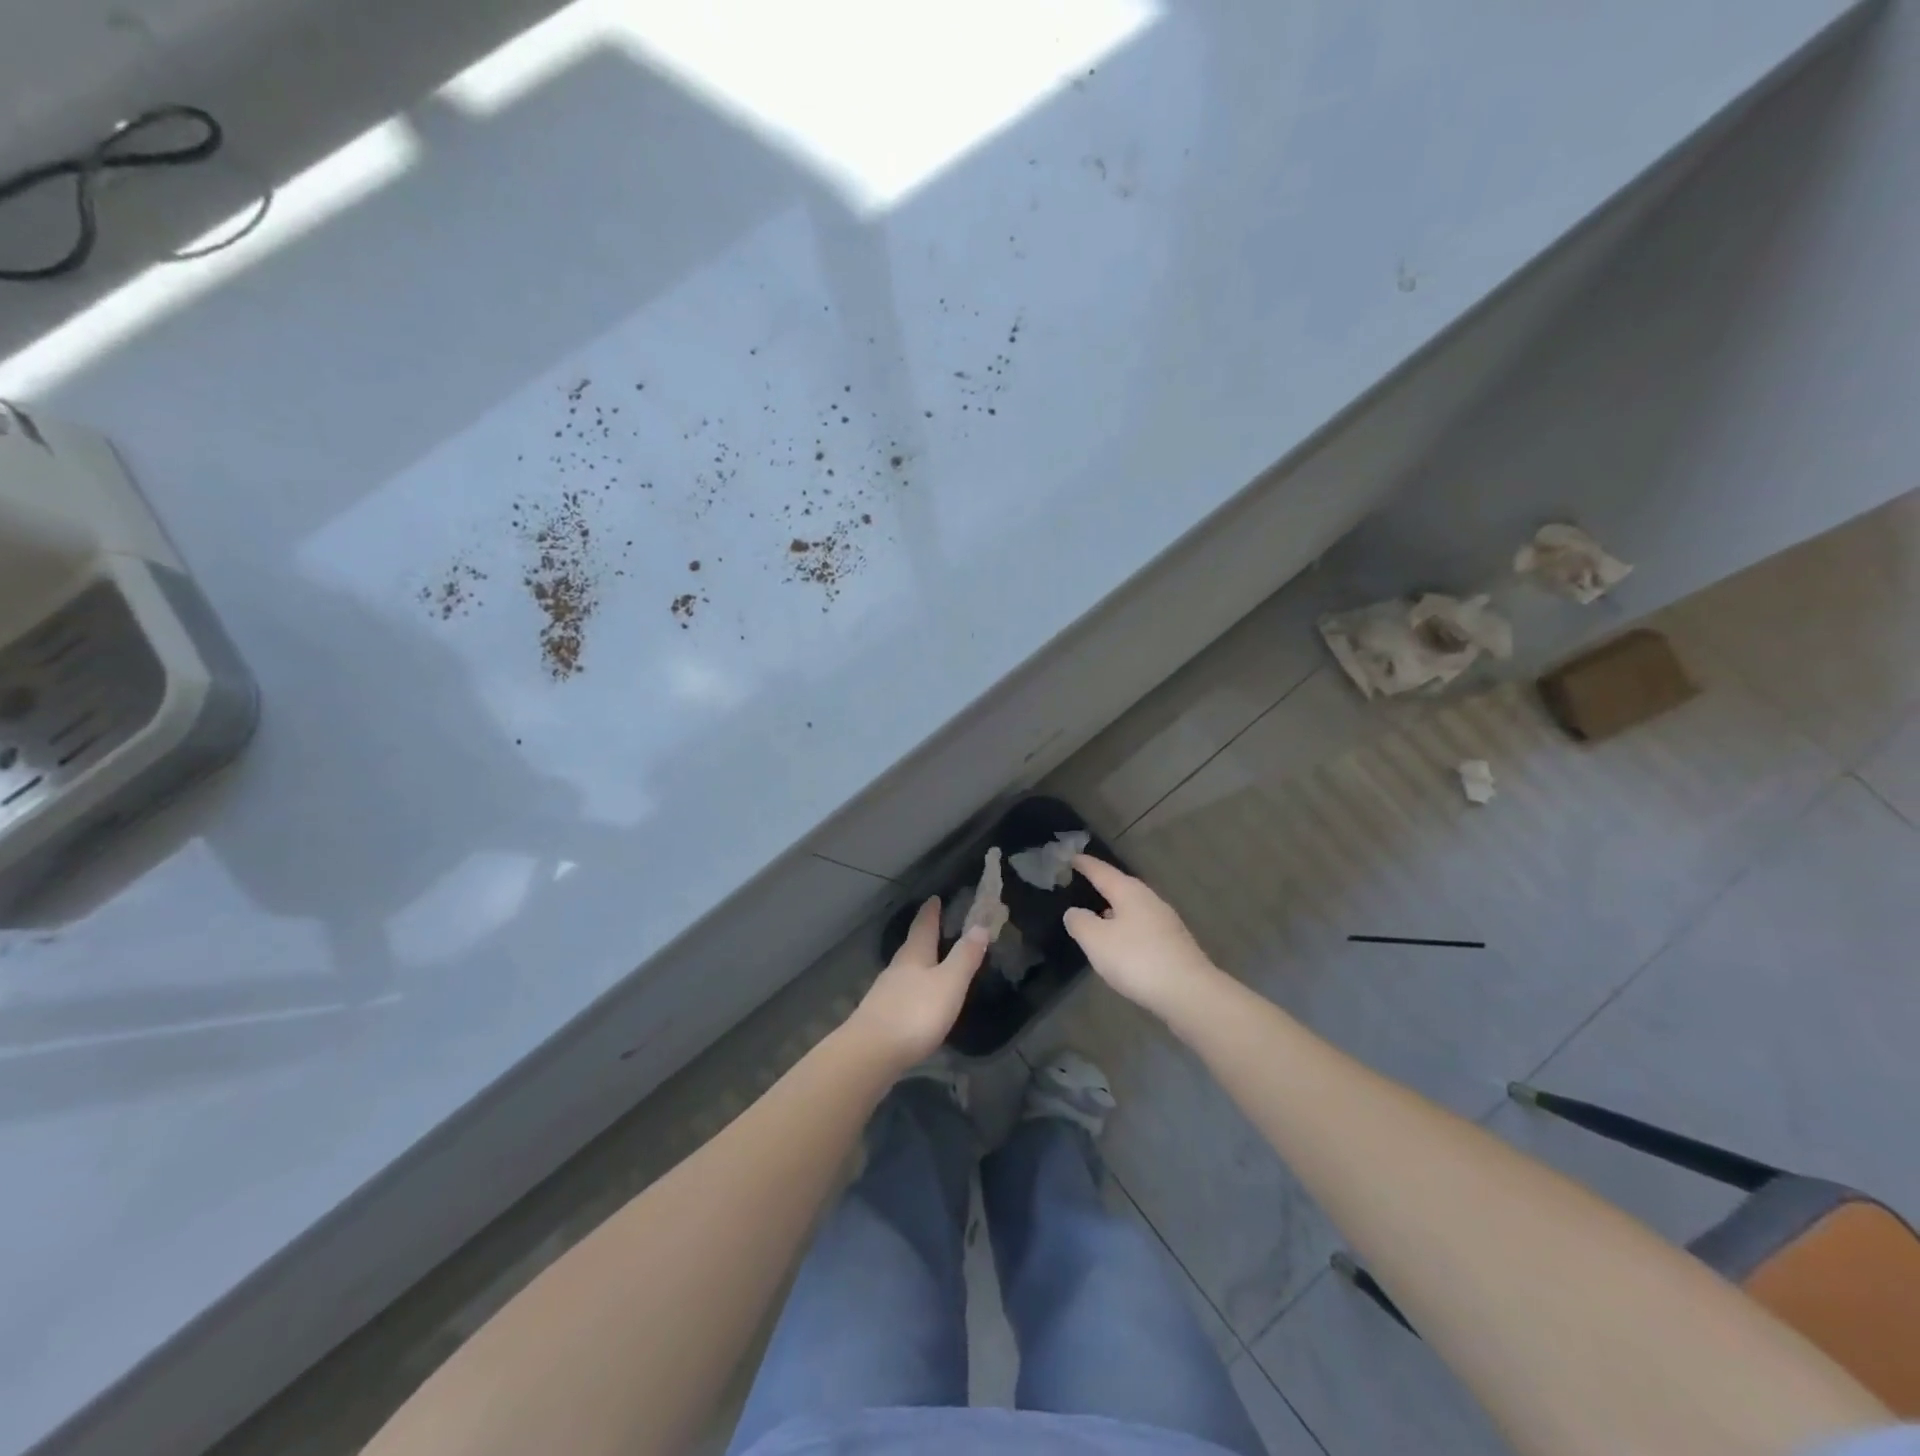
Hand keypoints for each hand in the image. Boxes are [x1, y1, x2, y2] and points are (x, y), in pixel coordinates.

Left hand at [845, 898, 988, 1073]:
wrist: (870, 1053)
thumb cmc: (915, 1013)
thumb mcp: (949, 983)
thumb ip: (964, 956)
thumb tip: (980, 925)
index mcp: (914, 955)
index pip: (924, 926)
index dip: (931, 912)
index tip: (934, 898)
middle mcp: (897, 968)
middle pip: (912, 946)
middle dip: (923, 935)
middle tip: (935, 927)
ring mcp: (885, 992)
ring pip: (904, 969)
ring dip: (917, 963)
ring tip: (930, 962)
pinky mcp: (880, 1016)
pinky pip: (900, 992)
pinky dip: (911, 988)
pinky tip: (916, 999)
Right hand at [1064, 855, 1219, 1017]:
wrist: (1189, 993)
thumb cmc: (1137, 959)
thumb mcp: (1096, 941)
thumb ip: (1080, 923)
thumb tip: (1074, 912)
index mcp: (1129, 892)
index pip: (1102, 872)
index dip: (1086, 865)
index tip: (1072, 857)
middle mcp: (1150, 900)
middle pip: (1122, 887)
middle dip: (1103, 886)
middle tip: (1084, 884)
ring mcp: (1166, 922)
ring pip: (1134, 908)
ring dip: (1116, 910)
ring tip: (1099, 916)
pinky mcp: (1174, 944)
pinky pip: (1143, 928)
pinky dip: (1128, 929)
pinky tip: (1122, 944)